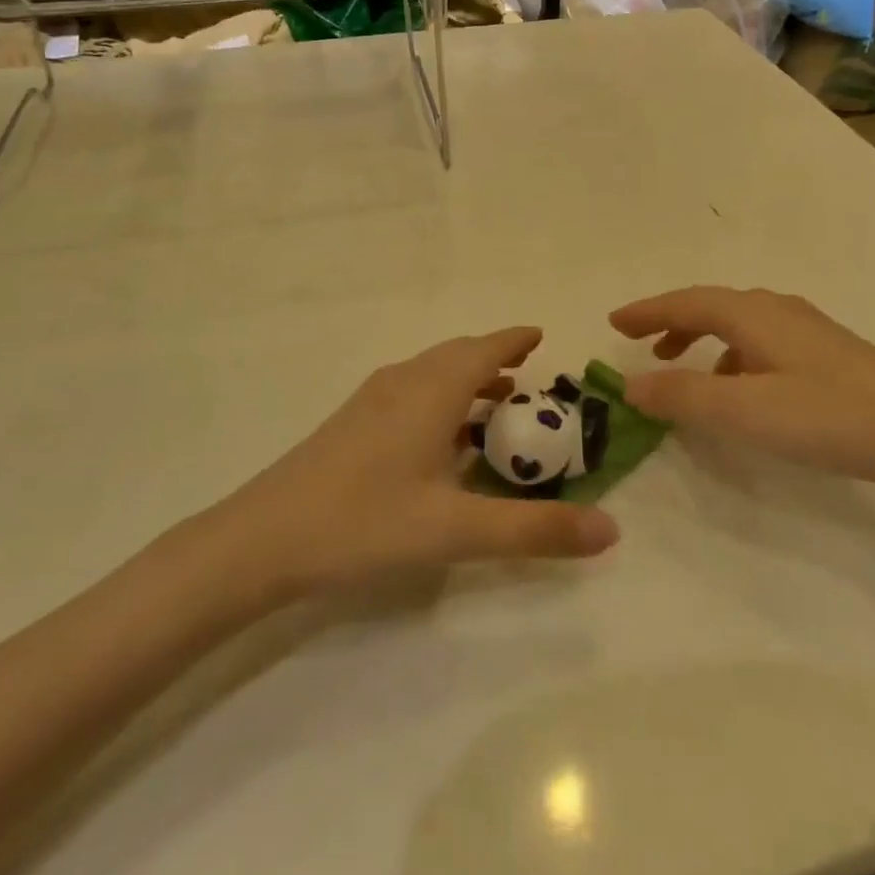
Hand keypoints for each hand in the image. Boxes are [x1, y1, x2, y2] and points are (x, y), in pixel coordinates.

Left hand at [229, 328, 619, 593]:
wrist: (263, 538)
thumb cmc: (365, 522)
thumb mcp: (456, 530)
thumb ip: (534, 530)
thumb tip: (611, 531)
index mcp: (432, 389)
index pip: (485, 348)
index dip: (514, 339)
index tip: (541, 336)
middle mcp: (403, 381)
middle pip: (458, 355)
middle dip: (495, 358)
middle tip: (529, 373)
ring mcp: (373, 399)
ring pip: (432, 374)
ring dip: (467, 380)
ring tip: (497, 403)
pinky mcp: (353, 422)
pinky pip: (412, 392)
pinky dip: (441, 399)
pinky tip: (443, 439)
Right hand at [609, 287, 874, 490]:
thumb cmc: (830, 416)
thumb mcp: (746, 412)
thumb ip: (684, 397)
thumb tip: (629, 385)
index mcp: (752, 314)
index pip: (685, 303)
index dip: (647, 312)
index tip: (614, 323)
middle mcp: (776, 310)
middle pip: (710, 306)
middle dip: (670, 321)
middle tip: (640, 343)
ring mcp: (805, 329)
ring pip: (737, 323)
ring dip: (700, 339)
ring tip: (680, 366)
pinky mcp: (826, 352)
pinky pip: (760, 341)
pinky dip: (732, 356)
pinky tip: (740, 388)